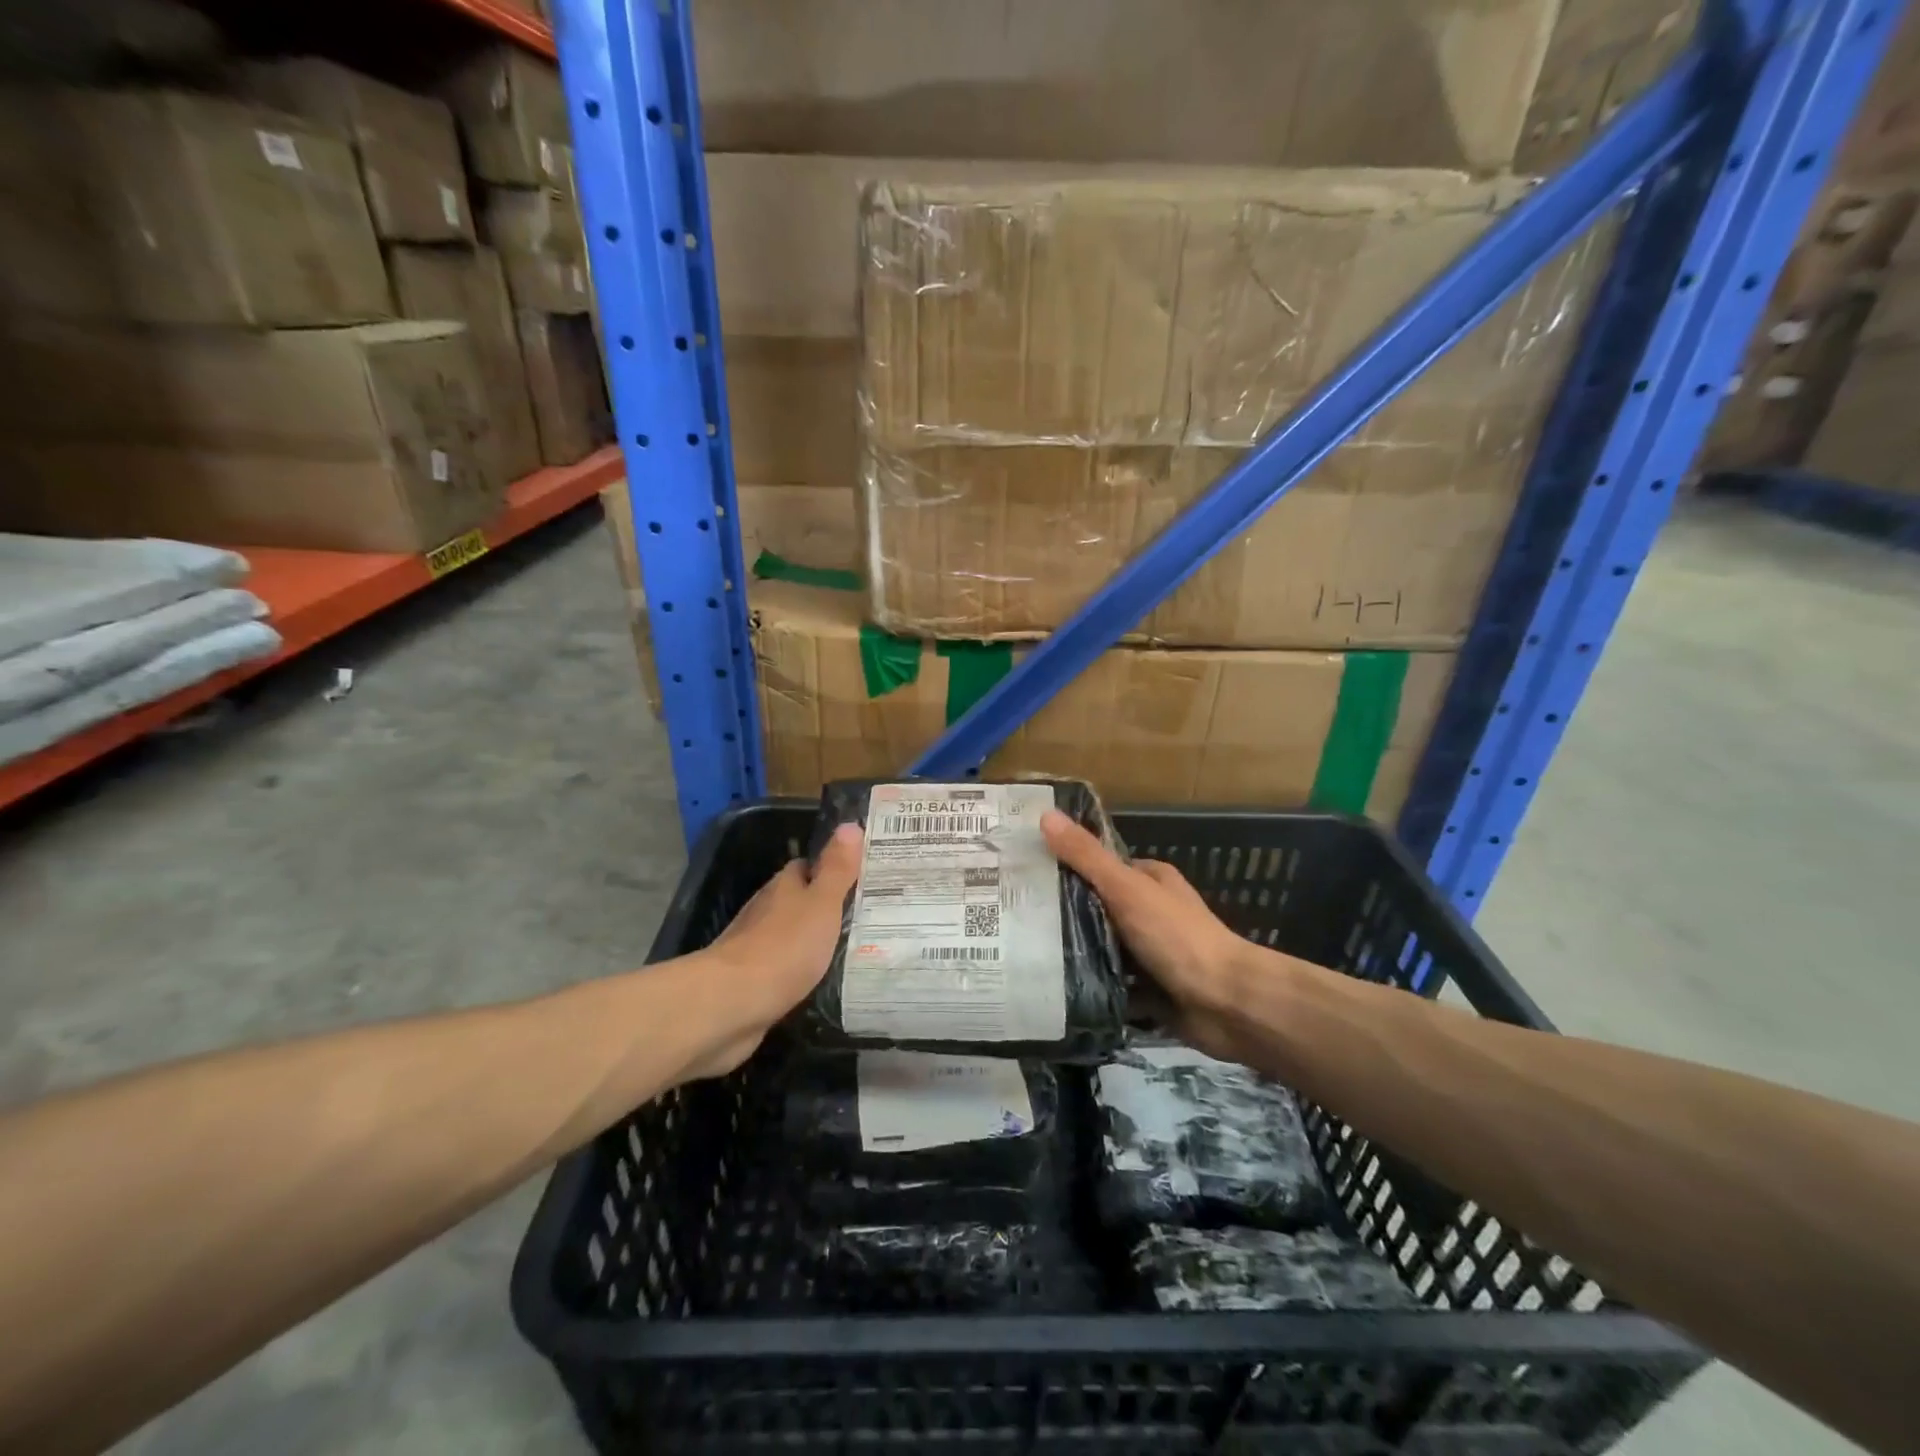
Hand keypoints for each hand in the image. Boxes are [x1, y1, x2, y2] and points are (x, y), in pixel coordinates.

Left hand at [688, 823, 863, 1077]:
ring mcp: (756, 946)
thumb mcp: (821, 904)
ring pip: (791, 934)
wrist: (732, 1003)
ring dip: (814, 938)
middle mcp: (766, 910)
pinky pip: (784, 967)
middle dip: (825, 904)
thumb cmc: (783, 947)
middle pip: (799, 900)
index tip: (861, 874)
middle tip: (865, 913)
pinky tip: (823, 979)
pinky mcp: (752, 980)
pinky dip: (801, 969)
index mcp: (784, 887)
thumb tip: (850, 824)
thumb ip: (836, 869)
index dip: (831, 867)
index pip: (807, 867)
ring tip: (853, 947)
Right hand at [1042, 809, 1258, 1061]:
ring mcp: (1151, 953)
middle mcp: (1151, 911)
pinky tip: (1053, 987)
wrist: (1226, 1004)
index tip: (1024, 874)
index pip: (1100, 866)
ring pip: (1103, 947)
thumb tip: (1045, 815)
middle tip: (1014, 918)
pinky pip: (1111, 984)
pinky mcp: (1149, 990)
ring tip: (1023, 951)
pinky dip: (1090, 986)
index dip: (1066, 867)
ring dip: (1074, 952)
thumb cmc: (1177, 937)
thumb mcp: (1127, 889)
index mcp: (1151, 879)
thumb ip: (1086, 857)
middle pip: (1098, 907)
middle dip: (1064, 914)